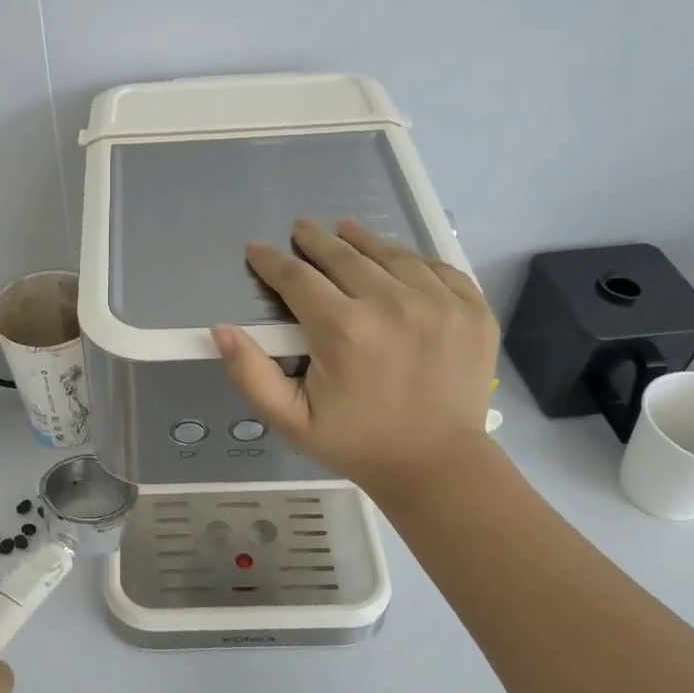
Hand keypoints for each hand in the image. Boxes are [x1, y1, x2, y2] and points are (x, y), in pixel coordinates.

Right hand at [211, 218, 499, 494]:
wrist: (435, 464)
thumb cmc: (355, 442)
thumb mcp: (289, 419)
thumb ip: (250, 373)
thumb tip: (221, 329)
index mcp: (343, 330)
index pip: (297, 278)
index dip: (272, 261)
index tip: (258, 249)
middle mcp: (391, 303)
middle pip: (344, 256)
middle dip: (315, 240)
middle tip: (301, 228)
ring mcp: (439, 302)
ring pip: (391, 254)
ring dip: (362, 240)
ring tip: (344, 229)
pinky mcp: (472, 308)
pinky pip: (437, 267)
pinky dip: (411, 259)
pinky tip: (396, 259)